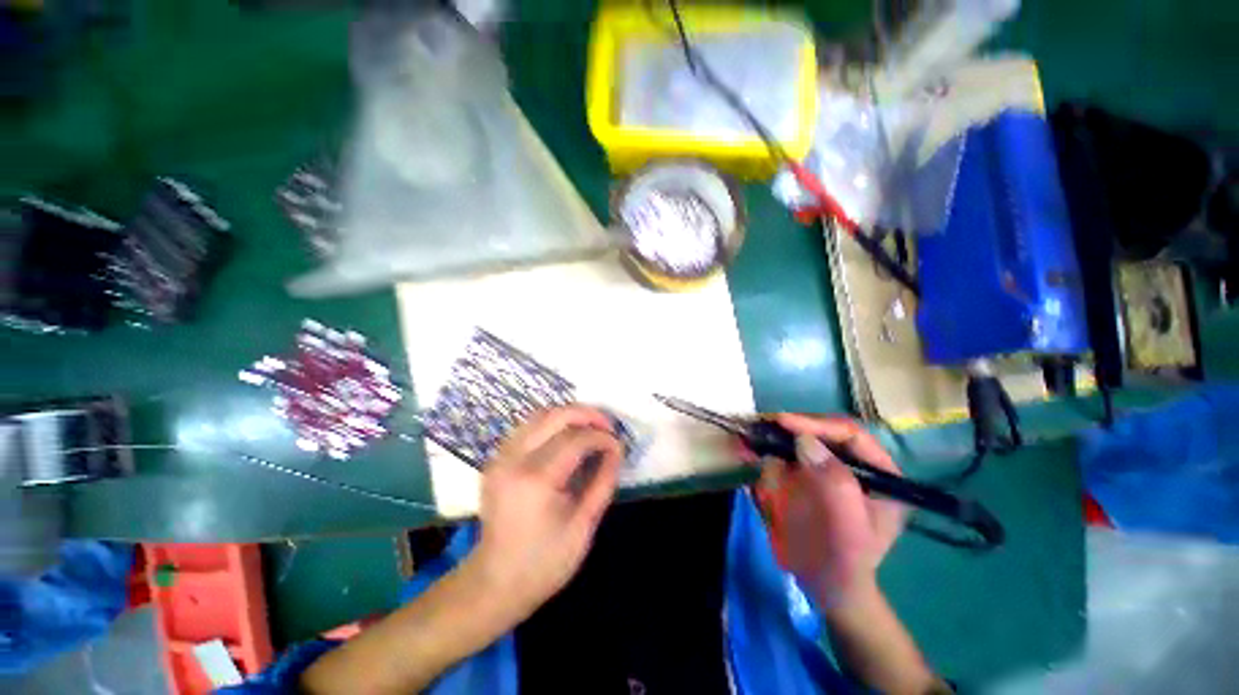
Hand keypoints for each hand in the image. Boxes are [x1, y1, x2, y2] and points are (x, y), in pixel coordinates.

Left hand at [469, 405, 622, 622]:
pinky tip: (566, 437)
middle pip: (554, 416)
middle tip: (607, 425)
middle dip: (586, 414)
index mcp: (535, 480)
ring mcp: (500, 457)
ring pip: (539, 415)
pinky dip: (551, 424)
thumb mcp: (583, 526)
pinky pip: (527, 427)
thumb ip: (603, 481)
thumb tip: (617, 449)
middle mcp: (513, 460)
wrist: (495, 583)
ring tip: (590, 427)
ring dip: (568, 415)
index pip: (575, 440)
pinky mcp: (496, 459)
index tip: (618, 445)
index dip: (601, 437)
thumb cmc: (544, 562)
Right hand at [759, 414, 905, 604]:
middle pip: (821, 432)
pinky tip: (747, 452)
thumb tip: (804, 440)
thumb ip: (834, 481)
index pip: (850, 434)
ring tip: (749, 435)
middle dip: (791, 427)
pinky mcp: (803, 478)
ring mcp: (825, 470)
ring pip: (799, 441)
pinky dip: (765, 452)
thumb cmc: (845, 560)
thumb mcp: (848, 525)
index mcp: (878, 473)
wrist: (825, 587)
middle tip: (761, 424)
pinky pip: (783, 458)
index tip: (782, 422)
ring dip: (774, 436)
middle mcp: (851, 464)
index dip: (816, 423)